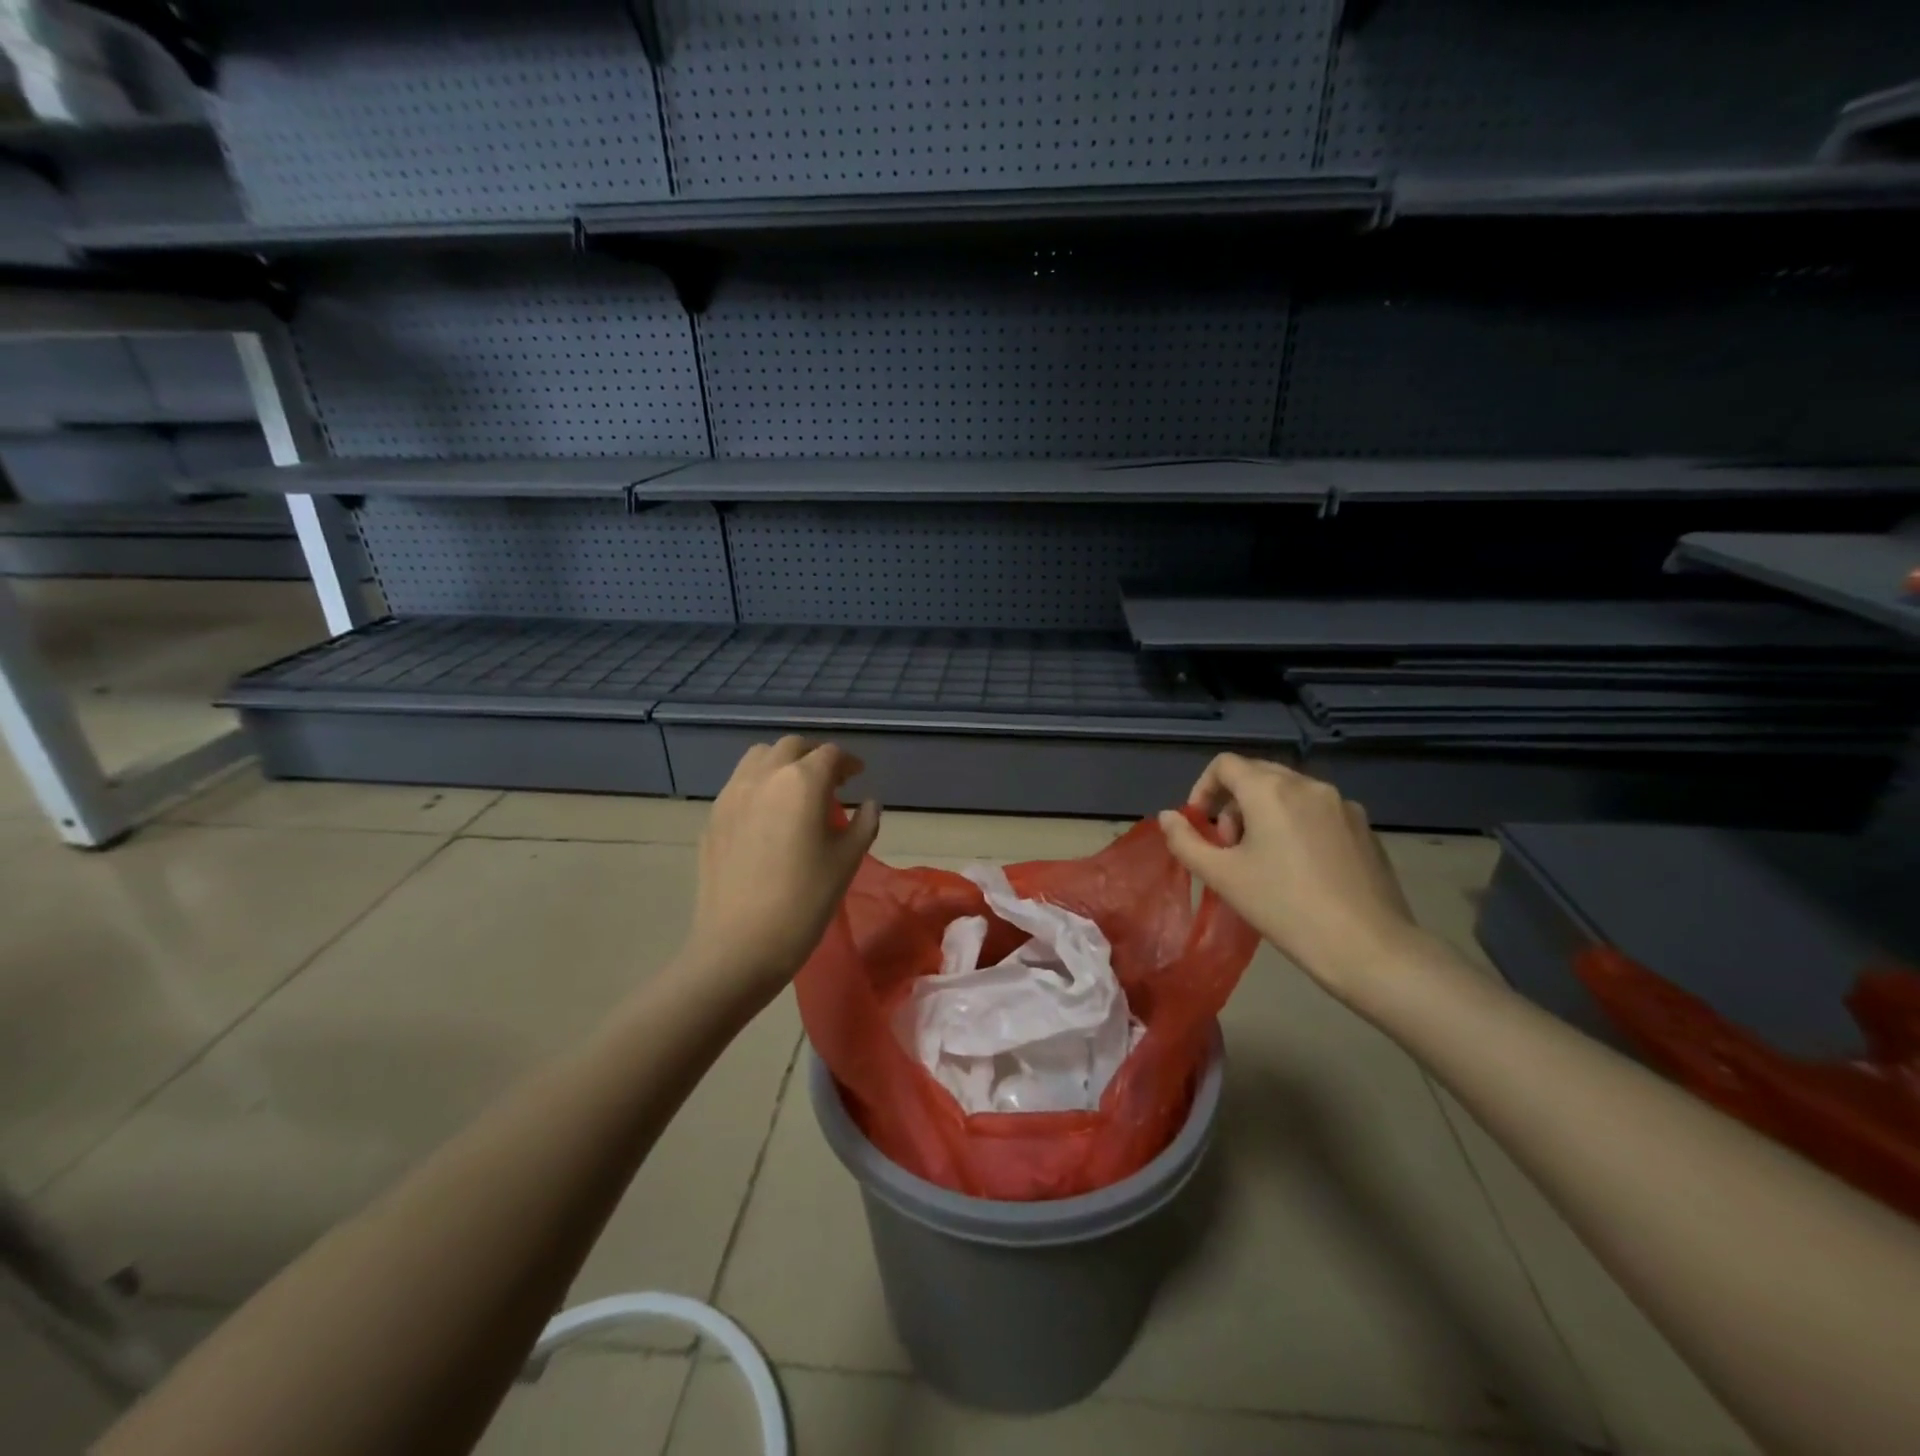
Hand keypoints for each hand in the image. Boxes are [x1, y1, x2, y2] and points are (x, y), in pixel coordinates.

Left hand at [680, 737, 880, 1007]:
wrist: (740, 944)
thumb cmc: (804, 901)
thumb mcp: (847, 861)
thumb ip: (864, 824)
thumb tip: (869, 803)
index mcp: (802, 782)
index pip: (830, 755)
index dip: (848, 762)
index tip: (857, 777)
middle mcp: (764, 776)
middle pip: (791, 747)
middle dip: (814, 756)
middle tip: (830, 781)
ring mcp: (732, 795)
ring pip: (758, 757)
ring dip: (782, 763)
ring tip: (795, 791)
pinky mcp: (713, 817)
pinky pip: (739, 784)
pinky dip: (759, 785)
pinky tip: (768, 816)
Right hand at [1157, 754, 1424, 995]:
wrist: (1367, 946)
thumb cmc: (1284, 907)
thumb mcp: (1222, 876)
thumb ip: (1186, 841)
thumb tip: (1167, 816)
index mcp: (1270, 790)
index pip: (1224, 765)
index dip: (1202, 789)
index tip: (1200, 826)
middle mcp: (1307, 785)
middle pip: (1257, 775)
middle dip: (1233, 803)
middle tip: (1229, 847)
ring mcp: (1341, 804)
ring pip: (1289, 792)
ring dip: (1264, 813)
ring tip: (1262, 858)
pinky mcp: (1363, 826)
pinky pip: (1317, 810)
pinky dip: (1296, 824)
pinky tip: (1300, 867)